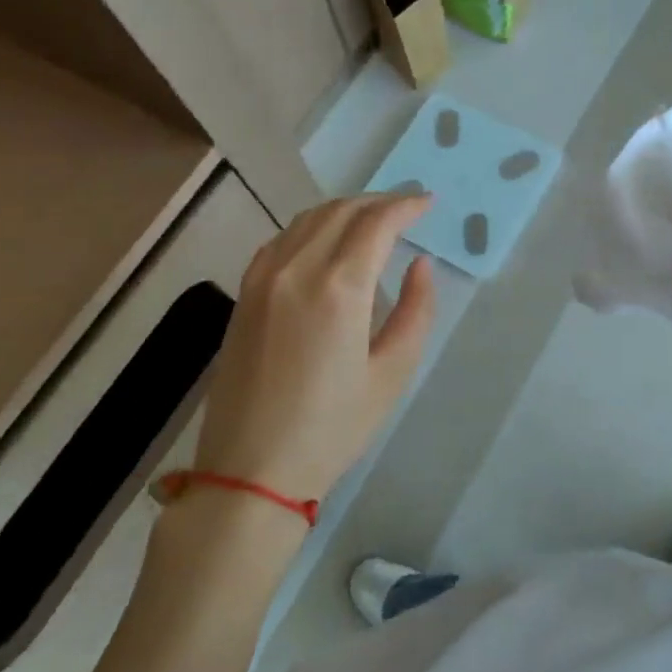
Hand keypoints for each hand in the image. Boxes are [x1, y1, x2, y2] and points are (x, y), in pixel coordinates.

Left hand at [195, 193, 436, 503]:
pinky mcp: (244, 293)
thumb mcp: (392, 373)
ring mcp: (262, 278)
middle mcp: (296, 269)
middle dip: (379, 202)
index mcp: (338, 288)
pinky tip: (326, 241)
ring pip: (308, 219)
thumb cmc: (332, 427)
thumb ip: (415, 310)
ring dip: (345, 209)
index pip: (376, 223)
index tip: (428, 203)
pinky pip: (281, 239)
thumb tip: (420, 265)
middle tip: (407, 207)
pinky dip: (312, 227)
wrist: (251, 469)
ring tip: (373, 219)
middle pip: (341, 211)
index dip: (406, 206)